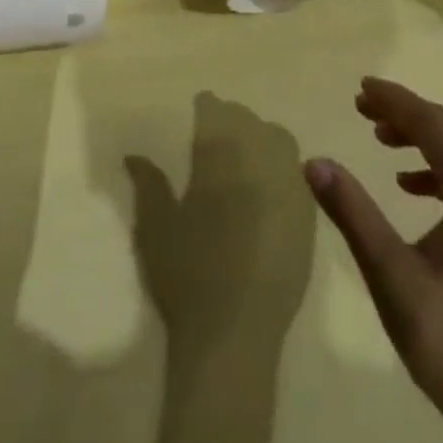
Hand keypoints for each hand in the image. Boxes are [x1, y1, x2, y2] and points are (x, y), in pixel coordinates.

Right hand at [125, 94, 315, 361]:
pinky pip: (298, 174)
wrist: (234, 334)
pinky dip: (283, 169)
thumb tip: (134, 155)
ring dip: (262, 139)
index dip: (206, 107)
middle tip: (218, 133)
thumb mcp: (155, 225)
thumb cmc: (186, 274)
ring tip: (246, 156)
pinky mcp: (308, 215)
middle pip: (250, 121)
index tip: (199, 110)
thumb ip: (148, 182)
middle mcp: (260, 160)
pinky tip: (269, 189)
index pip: (216, 111)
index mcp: (221, 156)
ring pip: (280, 141)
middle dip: (234, 120)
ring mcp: (290, 186)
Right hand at [304, 78, 442, 442]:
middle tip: (362, 107)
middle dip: (407, 113)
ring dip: (423, 138)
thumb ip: (353, 214)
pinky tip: (409, 187)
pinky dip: (438, 171)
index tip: (361, 87)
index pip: (437, 126)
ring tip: (380, 137)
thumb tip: (314, 162)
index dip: (397, 101)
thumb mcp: (393, 277)